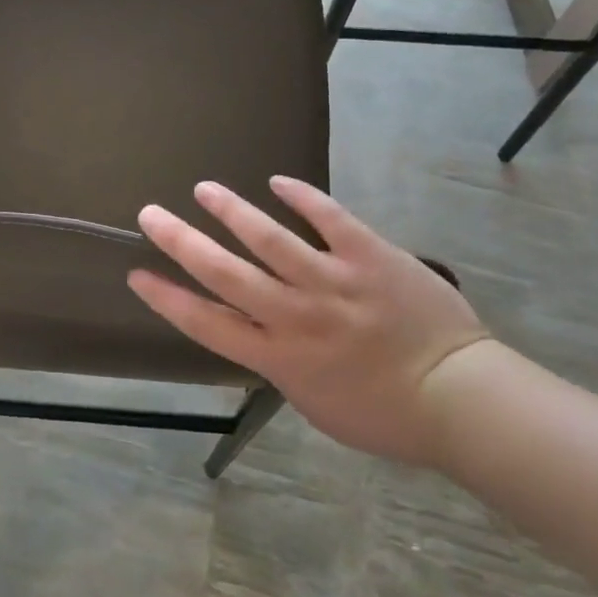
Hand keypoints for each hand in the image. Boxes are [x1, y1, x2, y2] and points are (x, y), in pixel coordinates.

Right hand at [128, 176, 487, 465]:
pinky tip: (277, 182)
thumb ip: (280, 364)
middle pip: (224, 273)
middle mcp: (295, 317)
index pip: (207, 324)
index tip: (138, 274)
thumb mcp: (315, 403)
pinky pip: (329, 219)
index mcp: (279, 358)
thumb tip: (260, 331)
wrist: (459, 398)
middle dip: (181, 242)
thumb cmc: (385, 415)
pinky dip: (302, 197)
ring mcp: (332, 282)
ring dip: (231, 211)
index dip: (167, 299)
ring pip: (268, 239)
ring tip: (204, 189)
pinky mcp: (368, 255)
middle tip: (150, 214)